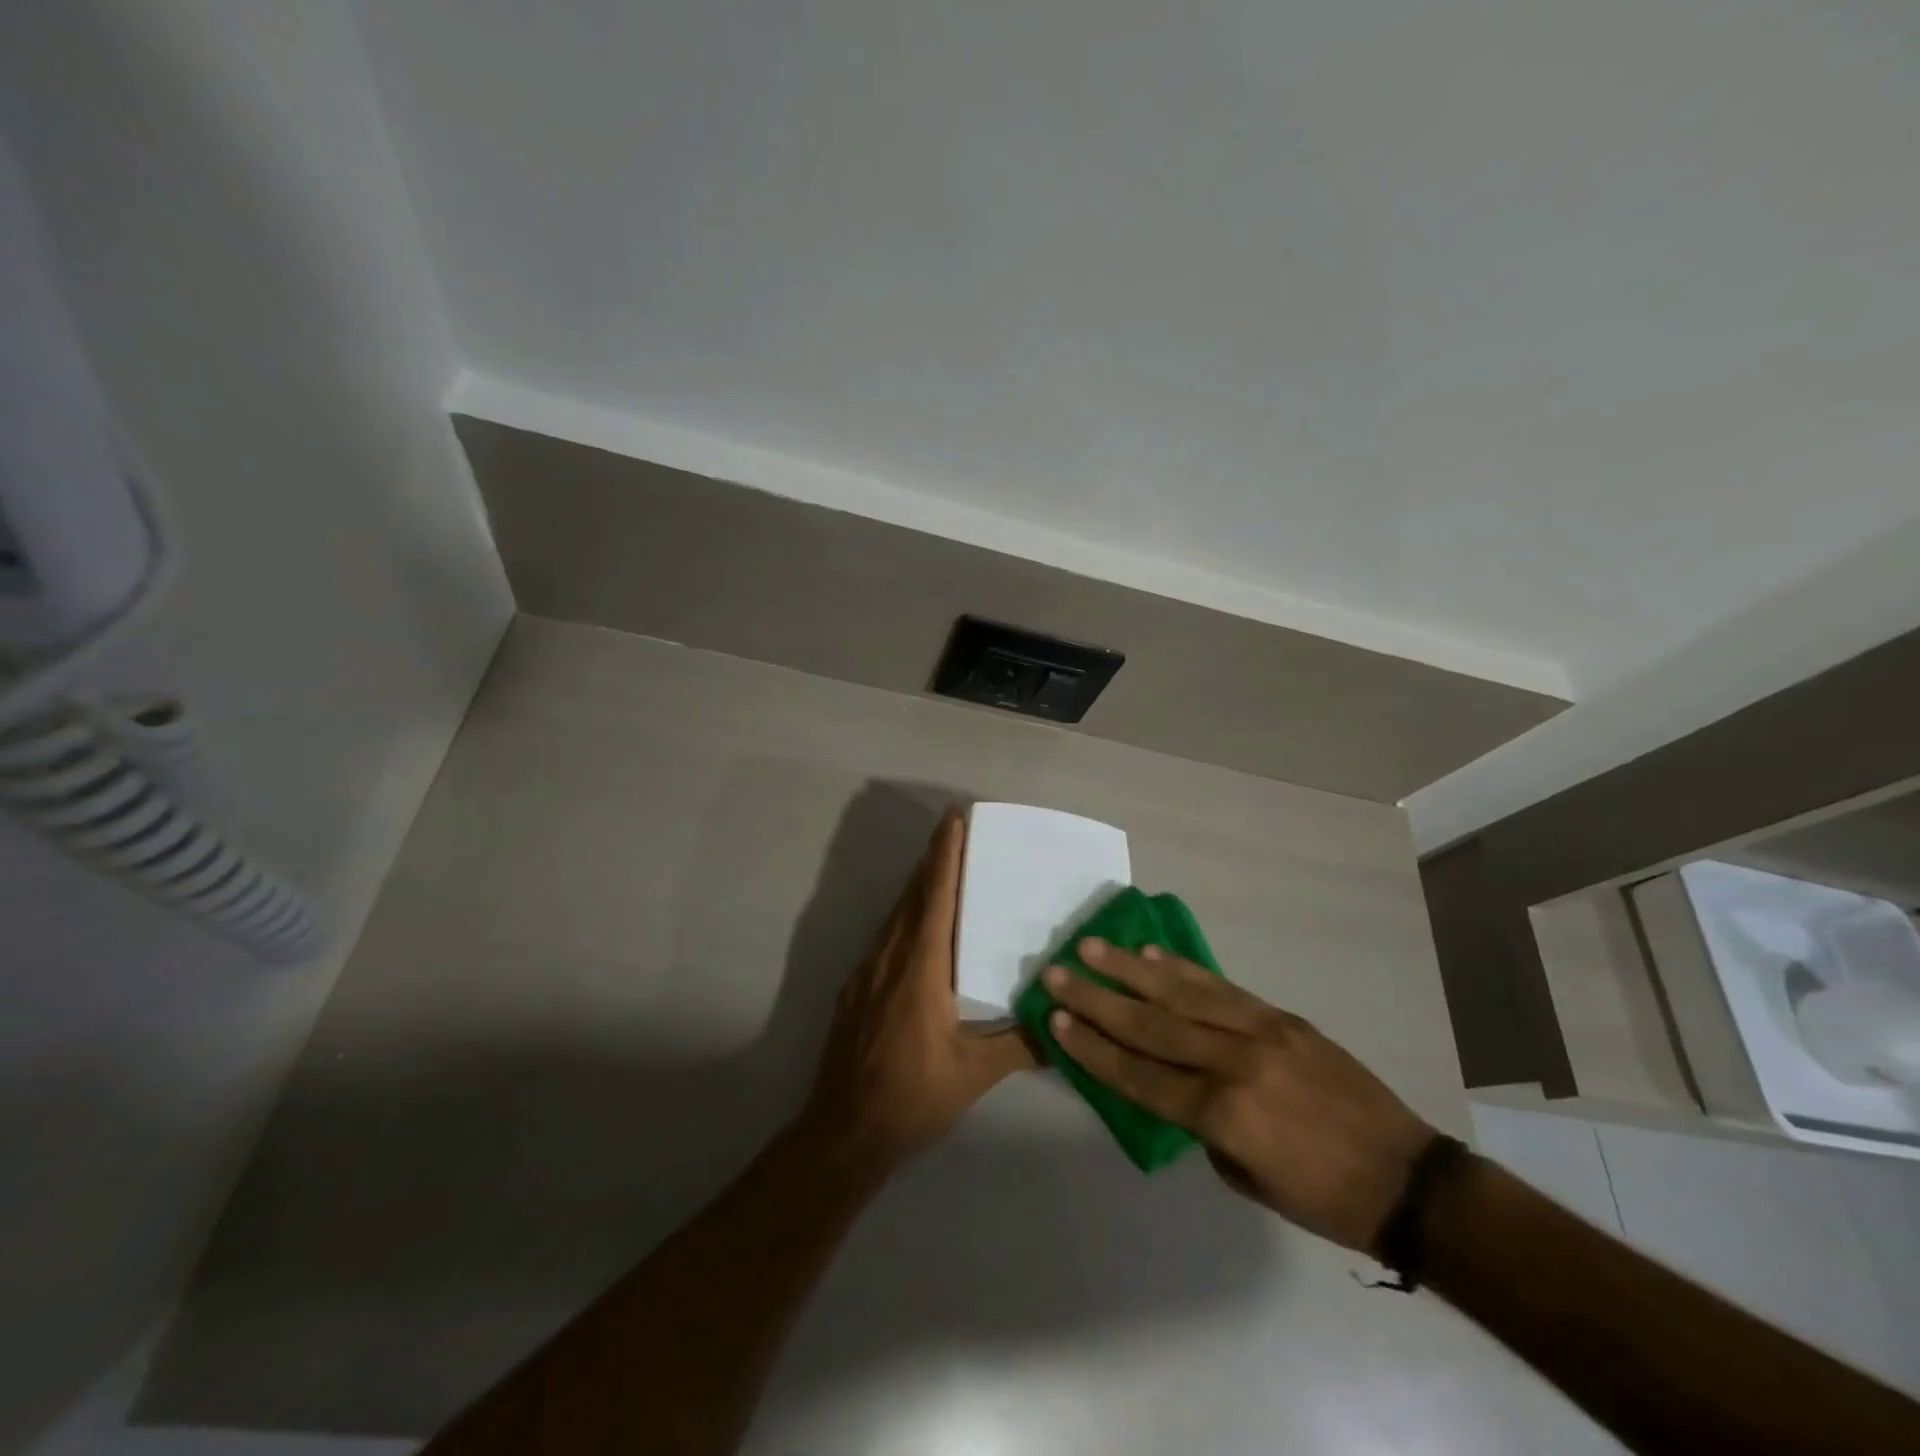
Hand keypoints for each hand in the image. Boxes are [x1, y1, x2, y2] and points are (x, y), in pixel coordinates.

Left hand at [801, 807, 1036, 1164]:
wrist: (842, 1132)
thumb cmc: (911, 1098)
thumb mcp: (973, 1075)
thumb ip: (1020, 1045)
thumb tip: (1062, 1025)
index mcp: (919, 968)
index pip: (935, 897)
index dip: (944, 855)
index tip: (954, 819)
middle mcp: (888, 958)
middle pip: (912, 895)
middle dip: (933, 859)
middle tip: (956, 830)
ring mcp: (866, 972)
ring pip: (895, 915)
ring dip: (919, 886)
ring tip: (944, 868)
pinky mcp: (855, 989)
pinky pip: (885, 937)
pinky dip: (905, 916)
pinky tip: (920, 929)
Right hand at [1043, 940, 1437, 1252]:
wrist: (1407, 1177)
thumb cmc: (1321, 1197)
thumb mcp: (1245, 1177)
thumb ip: (1202, 1125)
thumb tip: (1172, 1084)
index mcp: (1223, 1114)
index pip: (1141, 1075)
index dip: (1094, 1048)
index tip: (1056, 1020)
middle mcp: (1235, 1063)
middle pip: (1151, 1025)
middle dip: (1098, 999)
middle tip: (1058, 972)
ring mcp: (1261, 1031)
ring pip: (1182, 994)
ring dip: (1130, 969)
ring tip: (1092, 946)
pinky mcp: (1282, 1016)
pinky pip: (1222, 987)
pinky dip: (1182, 968)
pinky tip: (1152, 953)